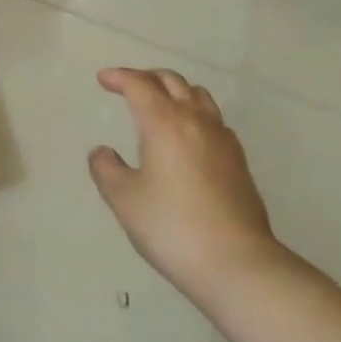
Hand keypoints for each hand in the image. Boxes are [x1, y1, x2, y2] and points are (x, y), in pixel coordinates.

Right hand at [89, 67, 283, 303]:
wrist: (238, 265)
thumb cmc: (173, 228)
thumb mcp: (126, 201)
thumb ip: (107, 170)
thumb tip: (102, 152)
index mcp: (164, 122)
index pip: (139, 84)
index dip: (119, 76)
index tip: (103, 79)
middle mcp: (195, 120)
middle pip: (171, 81)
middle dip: (147, 77)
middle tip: (129, 86)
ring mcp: (222, 138)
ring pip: (197, 95)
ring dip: (174, 90)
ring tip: (161, 104)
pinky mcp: (239, 160)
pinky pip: (214, 119)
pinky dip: (195, 113)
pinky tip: (189, 136)